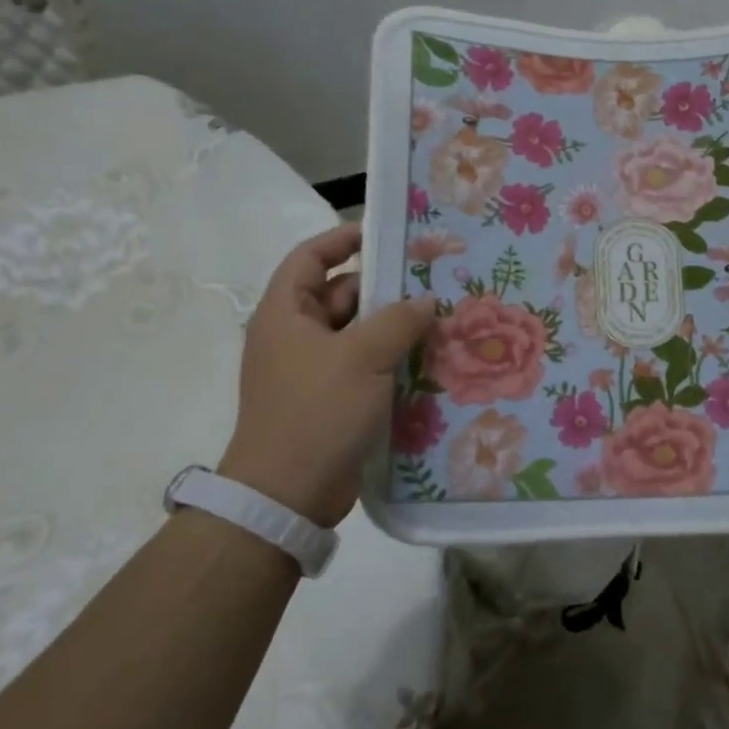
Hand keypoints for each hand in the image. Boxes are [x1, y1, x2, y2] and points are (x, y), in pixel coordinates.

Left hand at [217, 225, 434, 526]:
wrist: (288, 494)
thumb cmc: (317, 412)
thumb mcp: (362, 357)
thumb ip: (398, 320)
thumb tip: (425, 300)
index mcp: (286, 314)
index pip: (310, 258)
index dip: (343, 239)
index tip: (386, 234)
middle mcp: (295, 337)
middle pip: (341, 295)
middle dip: (384, 287)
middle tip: (433, 280)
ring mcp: (313, 371)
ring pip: (358, 334)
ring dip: (394, 327)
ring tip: (442, 319)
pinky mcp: (332, 400)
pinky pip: (365, 367)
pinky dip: (392, 360)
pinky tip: (430, 360)